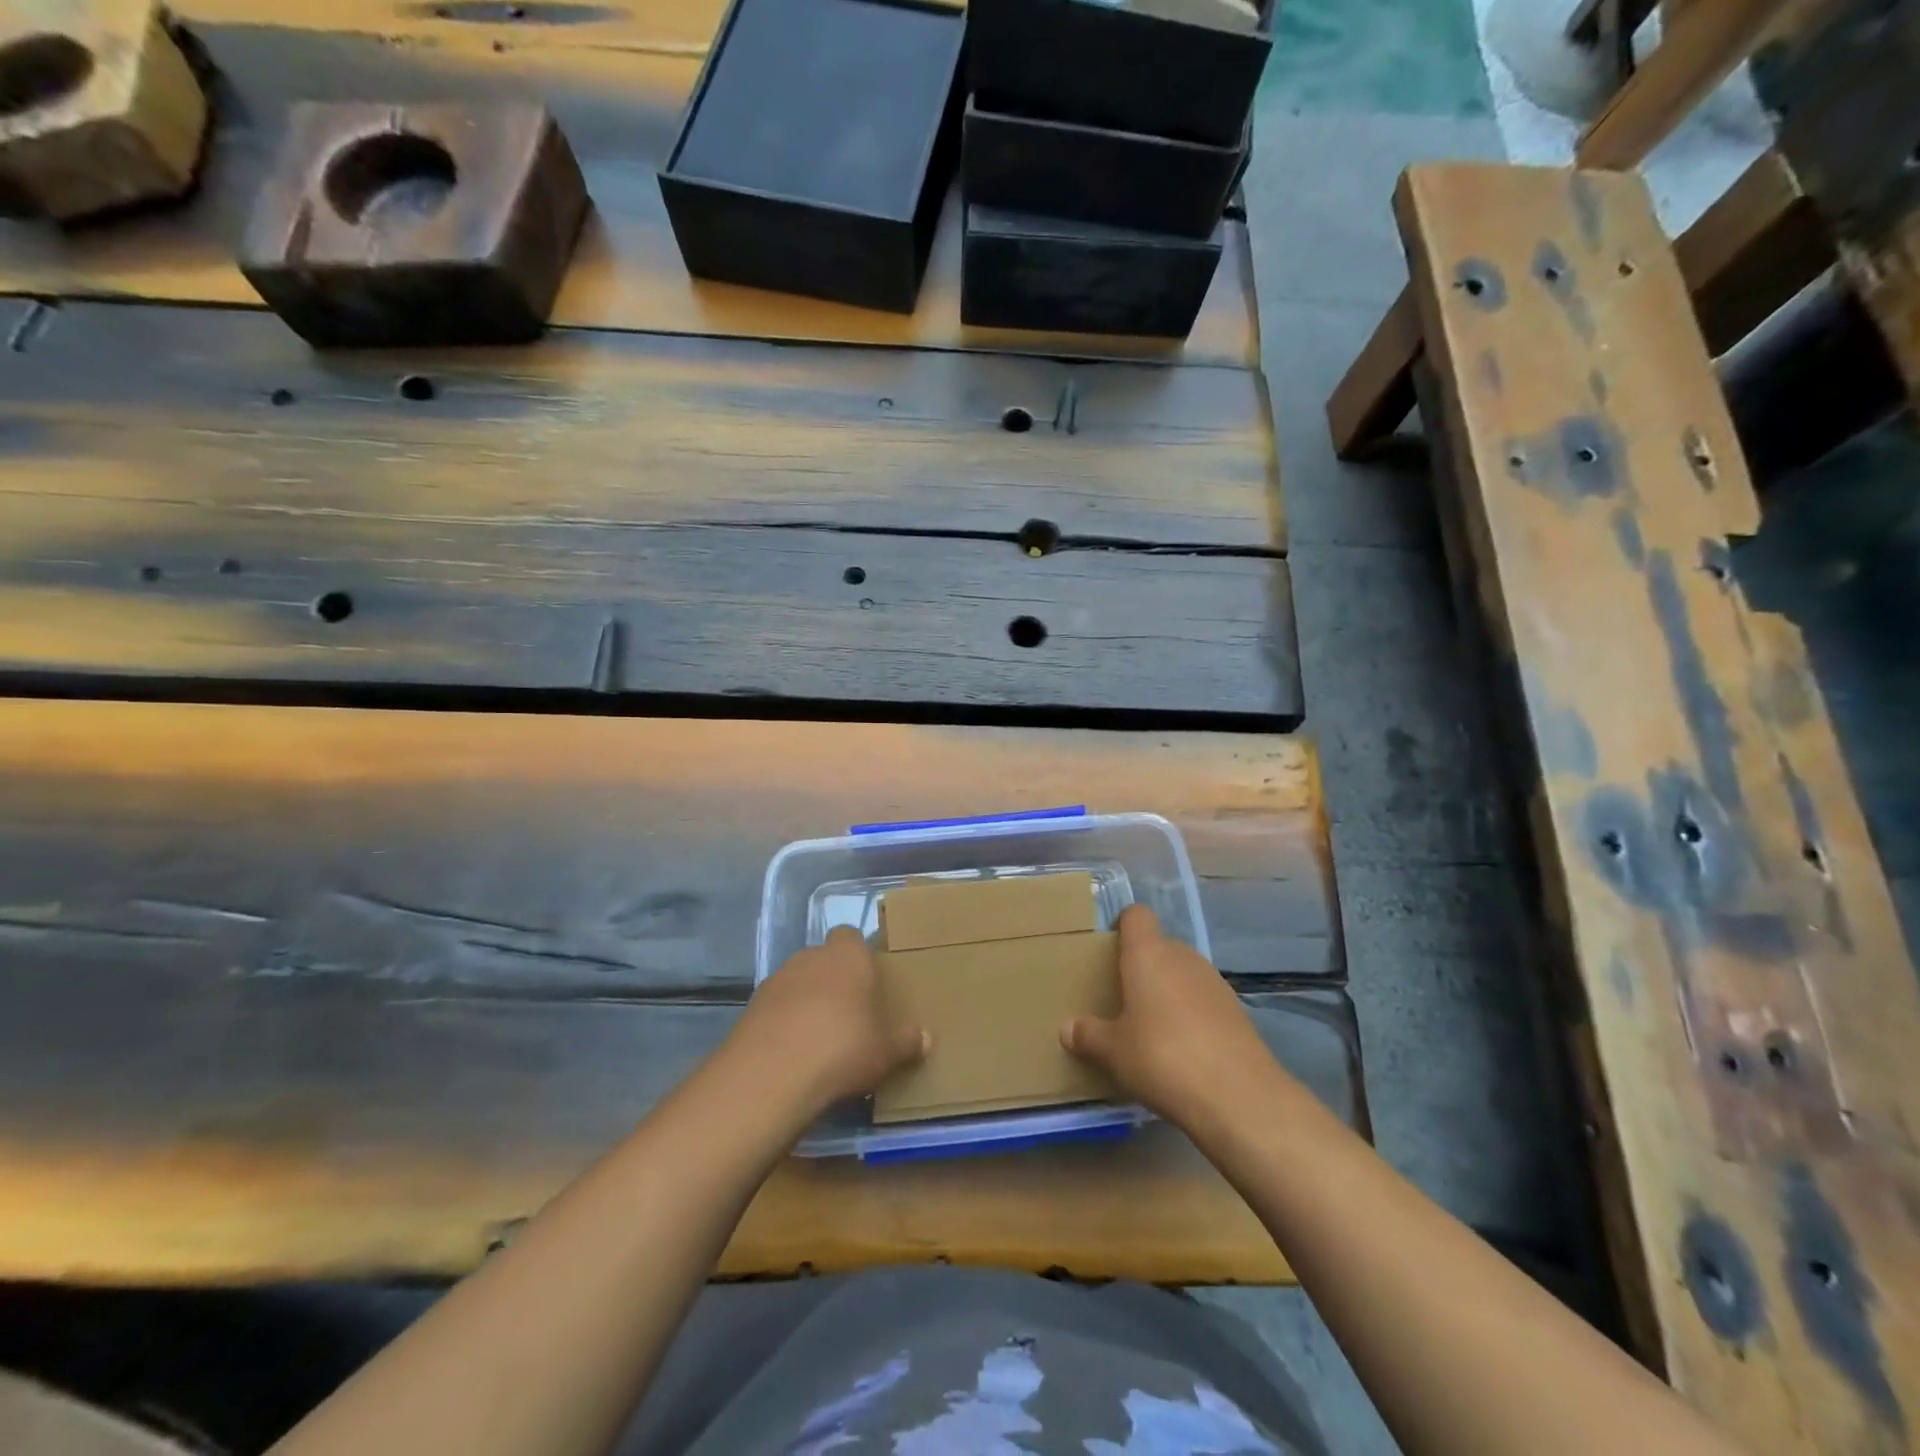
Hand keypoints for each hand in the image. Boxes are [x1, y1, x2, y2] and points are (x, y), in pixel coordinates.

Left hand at [730, 927, 928, 1116]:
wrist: (770, 1075)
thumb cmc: (841, 1049)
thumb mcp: (885, 1052)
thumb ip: (906, 1042)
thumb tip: (926, 1038)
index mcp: (848, 957)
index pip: (851, 936)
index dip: (858, 955)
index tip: (868, 981)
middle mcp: (811, 957)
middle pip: (824, 959)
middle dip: (833, 980)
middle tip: (849, 1013)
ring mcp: (776, 979)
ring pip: (797, 981)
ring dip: (805, 1000)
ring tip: (819, 1037)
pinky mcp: (751, 1006)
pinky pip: (775, 1007)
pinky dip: (783, 1021)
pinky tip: (792, 1052)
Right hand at [1061, 905, 1286, 1126]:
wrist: (1238, 1096)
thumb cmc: (1161, 1057)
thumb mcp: (1113, 1051)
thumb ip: (1088, 1035)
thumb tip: (1067, 1029)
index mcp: (1148, 954)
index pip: (1136, 915)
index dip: (1123, 925)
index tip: (1109, 948)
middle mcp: (1183, 957)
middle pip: (1160, 946)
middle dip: (1143, 966)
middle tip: (1123, 997)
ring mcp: (1214, 982)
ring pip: (1183, 974)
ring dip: (1168, 991)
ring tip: (1151, 1027)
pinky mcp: (1237, 1011)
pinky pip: (1204, 1000)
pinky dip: (1192, 1015)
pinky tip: (1183, 1049)